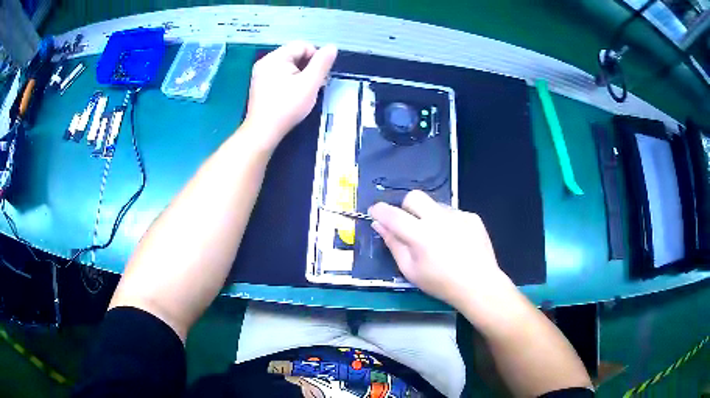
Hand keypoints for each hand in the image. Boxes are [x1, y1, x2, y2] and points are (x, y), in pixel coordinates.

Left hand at [242, 41, 337, 149]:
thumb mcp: (310, 83)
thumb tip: (332, 47)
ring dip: (301, 75)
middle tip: (314, 85)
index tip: (320, 76)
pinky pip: (280, 75)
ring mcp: (260, 74)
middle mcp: (265, 62)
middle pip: (295, 55)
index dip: (316, 58)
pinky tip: (293, 95)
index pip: (302, 45)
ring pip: (288, 66)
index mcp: (275, 58)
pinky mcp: (260, 85)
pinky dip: (290, 81)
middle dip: (308, 67)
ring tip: (305, 91)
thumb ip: (322, 63)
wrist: (263, 131)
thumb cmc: (287, 107)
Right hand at [369, 190, 513, 308]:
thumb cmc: (441, 283)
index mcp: (421, 235)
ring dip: (429, 216)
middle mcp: (439, 219)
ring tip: (438, 238)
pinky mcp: (472, 217)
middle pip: (414, 197)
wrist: (479, 284)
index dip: (380, 211)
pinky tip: (455, 240)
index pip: (393, 215)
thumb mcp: (411, 271)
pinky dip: (448, 223)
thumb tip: (379, 225)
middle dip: (405, 206)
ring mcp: (458, 215)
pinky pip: (453, 213)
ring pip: (435, 205)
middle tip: (408, 224)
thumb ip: (393, 245)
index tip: (374, 211)